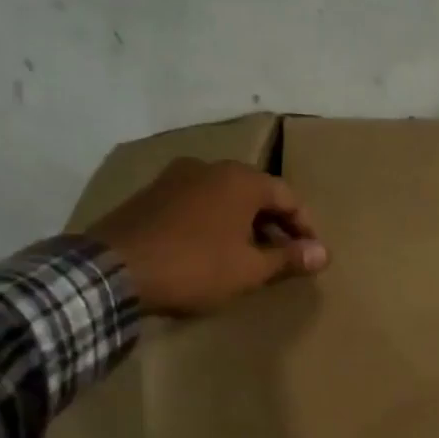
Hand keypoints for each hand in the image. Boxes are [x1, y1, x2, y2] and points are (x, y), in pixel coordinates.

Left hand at [84, 158, 328, 315]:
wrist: (113, 270)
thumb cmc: (195, 267)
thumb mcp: (249, 269)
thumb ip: (288, 258)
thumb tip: (324, 253)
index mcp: (240, 180)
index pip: (288, 197)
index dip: (305, 227)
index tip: (312, 255)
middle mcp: (209, 167)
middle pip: (255, 193)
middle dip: (274, 225)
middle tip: (284, 256)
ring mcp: (174, 178)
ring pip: (223, 198)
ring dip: (243, 224)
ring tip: (250, 256)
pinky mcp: (149, 195)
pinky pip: (196, 205)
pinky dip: (214, 224)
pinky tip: (211, 251)